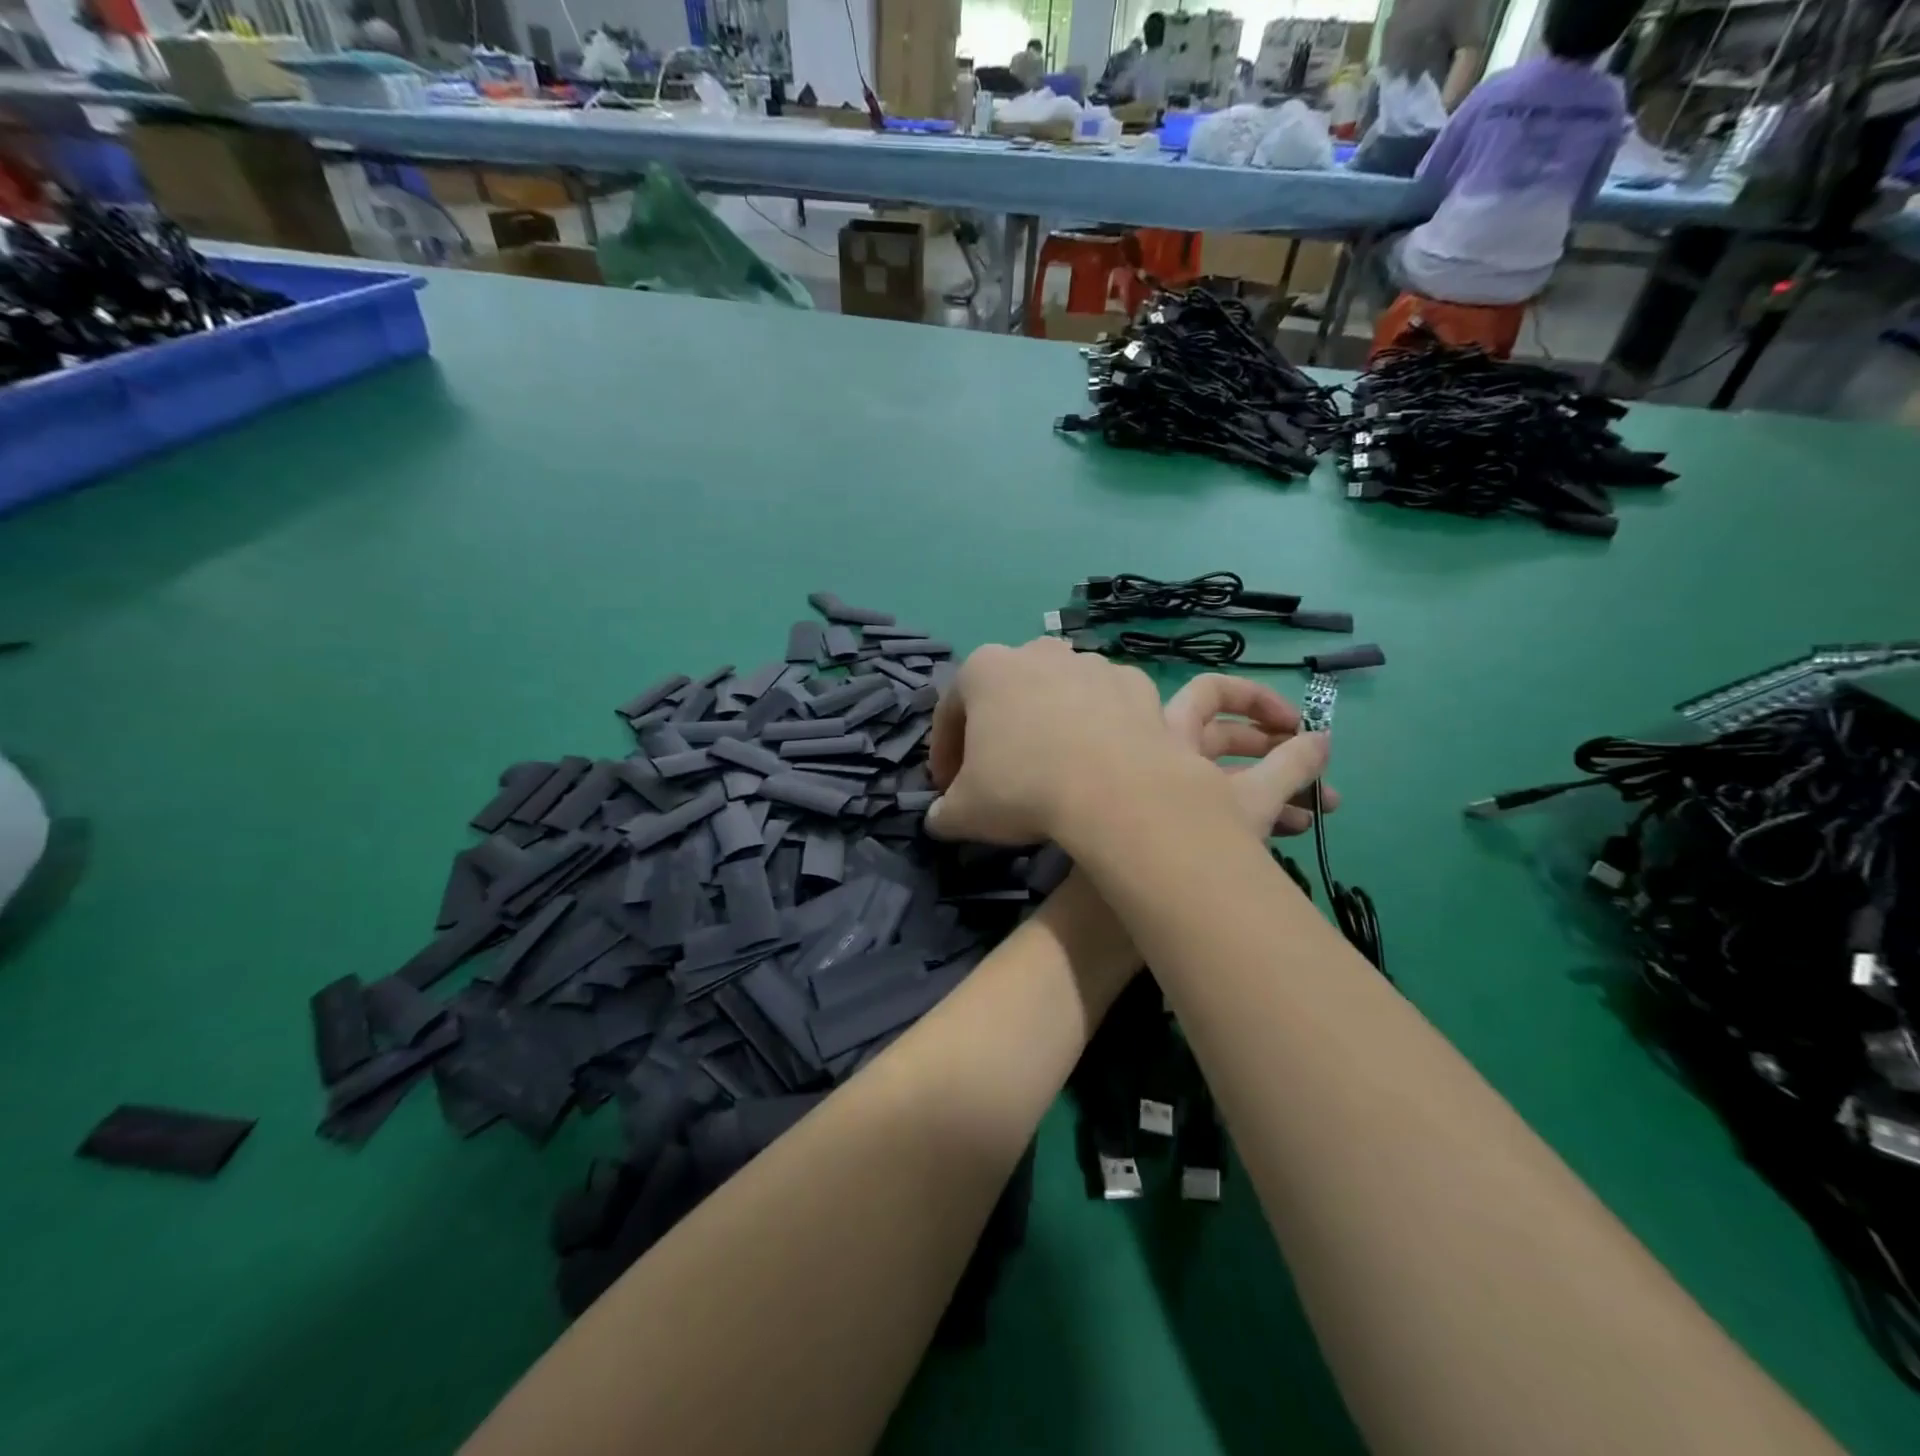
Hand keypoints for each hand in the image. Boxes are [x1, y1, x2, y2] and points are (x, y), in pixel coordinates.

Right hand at [925, 639, 1212, 844]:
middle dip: (1001, 729)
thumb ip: (944, 812)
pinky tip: (1100, 762)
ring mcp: (1092, 663)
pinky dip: (1100, 726)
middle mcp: (1037, 652)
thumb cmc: (1025, 789)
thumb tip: (941, 817)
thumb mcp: (965, 813)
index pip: (950, 711)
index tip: (949, 788)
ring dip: (1052, 723)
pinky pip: (1107, 705)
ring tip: (1057, 768)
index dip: (945, 753)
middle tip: (1001, 774)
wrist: (1120, 792)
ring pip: (1060, 693)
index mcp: (984, 669)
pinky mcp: (1136, 683)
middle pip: (1008, 692)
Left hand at [1163, 674, 1333, 837]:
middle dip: (1275, 749)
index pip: (1210, 691)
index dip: (1256, 699)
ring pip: (1221, 772)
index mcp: (1170, 734)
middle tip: (1315, 765)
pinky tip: (1296, 829)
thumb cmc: (1202, 838)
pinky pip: (1210, 802)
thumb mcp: (1256, 799)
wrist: (1158, 908)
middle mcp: (1160, 754)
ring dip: (1274, 784)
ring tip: (1324, 807)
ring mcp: (1163, 789)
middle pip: (1222, 735)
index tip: (1297, 725)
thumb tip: (1322, 740)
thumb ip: (1292, 765)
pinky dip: (1249, 808)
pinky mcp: (1172, 821)